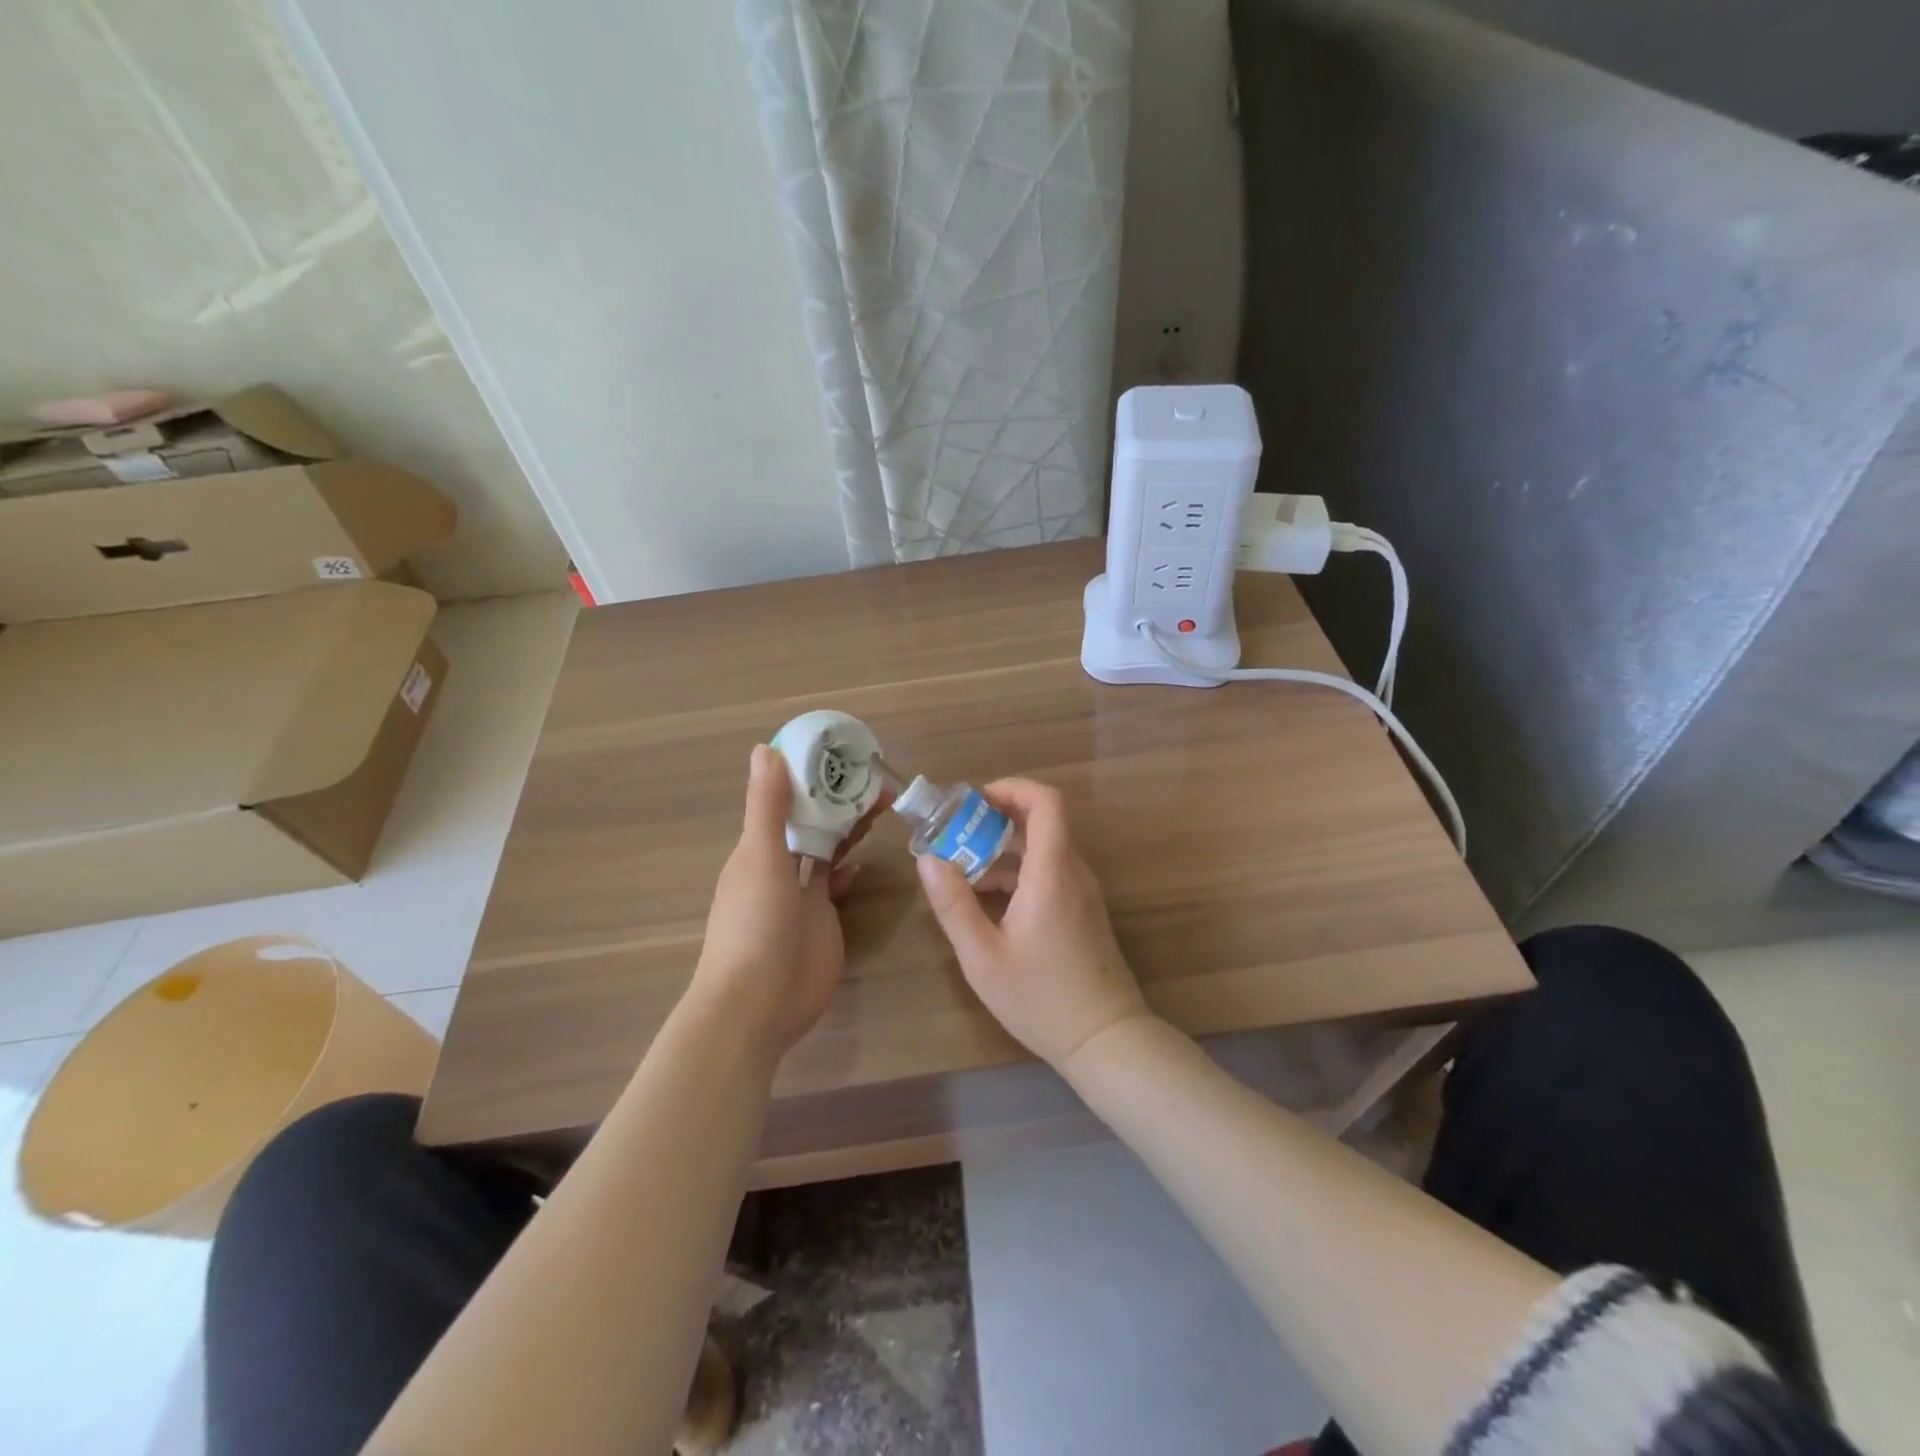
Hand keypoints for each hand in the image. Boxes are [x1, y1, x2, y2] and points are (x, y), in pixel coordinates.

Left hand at [693, 745, 863, 1057]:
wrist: (758, 1004)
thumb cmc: (754, 924)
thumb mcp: (760, 857)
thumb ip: (766, 806)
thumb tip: (766, 748)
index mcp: (759, 846)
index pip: (786, 798)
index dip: (811, 775)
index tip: (842, 752)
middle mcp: (779, 865)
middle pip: (812, 822)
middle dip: (839, 799)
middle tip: (876, 777)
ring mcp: (801, 895)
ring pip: (827, 850)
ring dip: (848, 827)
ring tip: (882, 804)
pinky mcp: (822, 920)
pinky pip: (836, 884)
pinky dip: (849, 869)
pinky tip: (865, 860)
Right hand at [916, 778, 1150, 1072]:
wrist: (1106, 1040)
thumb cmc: (1041, 998)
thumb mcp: (983, 956)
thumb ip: (954, 904)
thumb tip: (928, 860)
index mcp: (1052, 872)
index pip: (1045, 801)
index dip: (1011, 788)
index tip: (972, 802)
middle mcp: (1073, 872)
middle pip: (1041, 821)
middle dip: (995, 819)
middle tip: (954, 835)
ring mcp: (1082, 891)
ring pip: (1043, 848)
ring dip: (1003, 849)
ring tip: (960, 869)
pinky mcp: (1082, 910)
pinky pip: (1049, 872)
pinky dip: (1018, 872)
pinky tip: (987, 900)